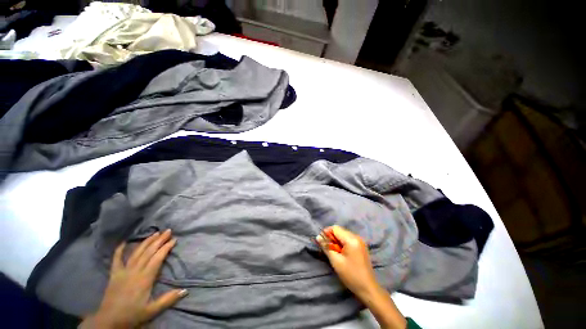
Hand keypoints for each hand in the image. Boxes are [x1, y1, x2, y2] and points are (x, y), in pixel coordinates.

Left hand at [81, 229, 186, 328]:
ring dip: (146, 242)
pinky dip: (120, 250)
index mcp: (145, 278)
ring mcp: (123, 271)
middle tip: (168, 231)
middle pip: (148, 252)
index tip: (174, 239)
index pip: (157, 258)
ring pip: (136, 252)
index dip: (166, 248)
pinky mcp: (114, 274)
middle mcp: (135, 271)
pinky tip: (124, 242)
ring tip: (155, 233)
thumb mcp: (152, 310)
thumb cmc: (132, 315)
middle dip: (159, 240)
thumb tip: (185, 290)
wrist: (108, 321)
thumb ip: (168, 299)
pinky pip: (117, 259)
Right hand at [317, 226, 406, 328]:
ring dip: (337, 240)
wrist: (368, 288)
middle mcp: (356, 237)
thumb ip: (326, 247)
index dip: (326, 232)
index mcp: (351, 239)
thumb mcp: (336, 261)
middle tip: (327, 248)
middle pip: (340, 230)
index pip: (335, 228)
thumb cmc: (350, 275)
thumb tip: (318, 237)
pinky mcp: (361, 246)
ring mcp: (360, 241)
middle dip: (331, 237)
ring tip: (334, 252)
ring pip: (344, 234)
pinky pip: (349, 239)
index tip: (322, 241)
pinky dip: (342, 243)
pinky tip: (341, 253)